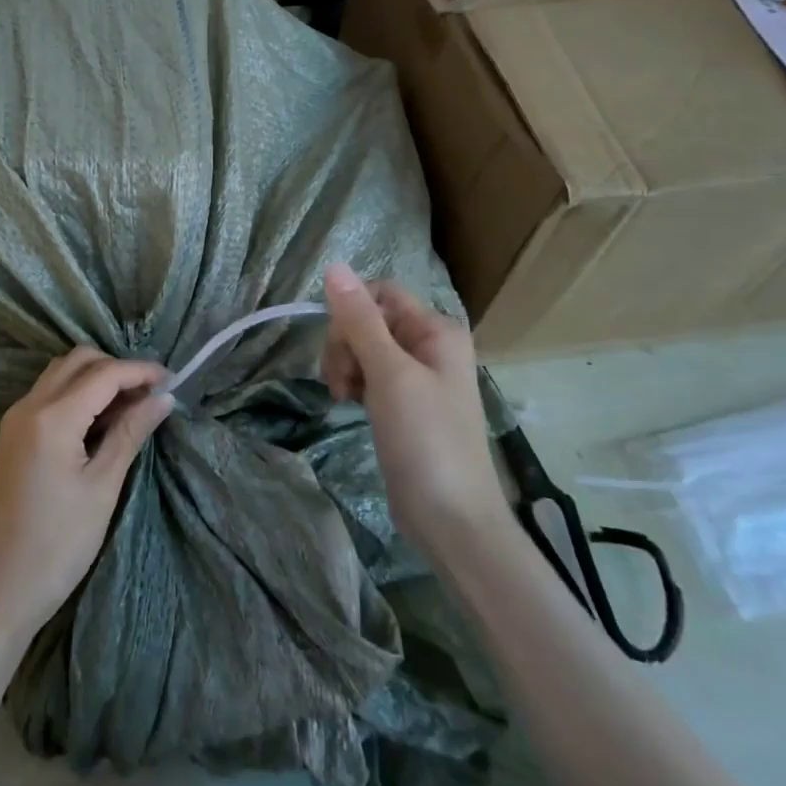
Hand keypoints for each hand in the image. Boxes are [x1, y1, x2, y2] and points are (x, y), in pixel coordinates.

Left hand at [0, 348, 172, 646]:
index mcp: (52, 417)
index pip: (104, 373)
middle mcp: (30, 405)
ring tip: (132, 405)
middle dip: (117, 367)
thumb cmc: (58, 545)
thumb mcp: (102, 488)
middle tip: (151, 393)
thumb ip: (130, 433)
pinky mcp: (13, 433)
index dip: (140, 371)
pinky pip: (50, 392)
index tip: (173, 380)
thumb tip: (163, 398)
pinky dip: (78, 392)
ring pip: (62, 372)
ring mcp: (17, 417)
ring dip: (97, 377)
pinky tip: (102, 418)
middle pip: (79, 360)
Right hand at [320, 263, 506, 541]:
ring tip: (344, 398)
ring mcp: (417, 376)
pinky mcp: (403, 403)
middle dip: (345, 344)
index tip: (339, 348)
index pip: (380, 293)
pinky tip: (349, 404)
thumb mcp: (390, 374)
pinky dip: (354, 383)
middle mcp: (429, 345)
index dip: (351, 312)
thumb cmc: (426, 440)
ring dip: (345, 365)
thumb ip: (360, 319)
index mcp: (436, 330)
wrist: (452, 521)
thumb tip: (334, 265)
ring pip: (363, 346)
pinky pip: (369, 373)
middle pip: (368, 319)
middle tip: (341, 382)